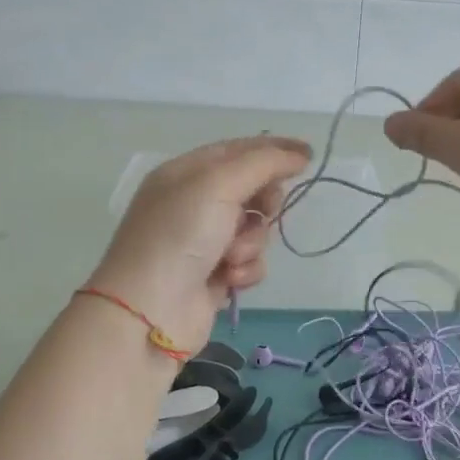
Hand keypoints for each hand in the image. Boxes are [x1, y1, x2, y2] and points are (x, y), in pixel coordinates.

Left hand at [88, 136, 311, 353]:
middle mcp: (193, 203)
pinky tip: (228, 279)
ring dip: (252, 242)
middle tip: (265, 210)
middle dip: (264, 202)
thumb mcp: (219, 184)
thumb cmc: (180, 236)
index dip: (274, 149)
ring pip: (255, 229)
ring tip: (231, 257)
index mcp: (186, 173)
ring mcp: (203, 241)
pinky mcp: (214, 275)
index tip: (309, 156)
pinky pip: (249, 262)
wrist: (150, 310)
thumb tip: (299, 154)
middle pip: (251, 189)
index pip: (238, 150)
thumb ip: (264, 163)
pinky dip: (245, 270)